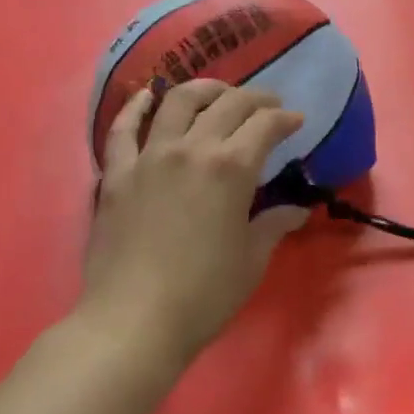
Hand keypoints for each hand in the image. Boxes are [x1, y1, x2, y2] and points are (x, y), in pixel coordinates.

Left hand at [82, 79, 308, 368]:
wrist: (132, 323)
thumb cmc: (204, 294)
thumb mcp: (252, 258)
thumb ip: (274, 224)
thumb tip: (297, 210)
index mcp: (232, 167)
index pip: (265, 124)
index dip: (285, 119)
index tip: (296, 122)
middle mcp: (192, 149)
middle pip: (228, 104)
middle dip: (255, 99)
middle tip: (268, 106)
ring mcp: (149, 157)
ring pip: (178, 102)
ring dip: (205, 89)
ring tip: (218, 93)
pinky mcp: (115, 174)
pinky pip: (123, 129)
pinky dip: (137, 107)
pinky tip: (147, 97)